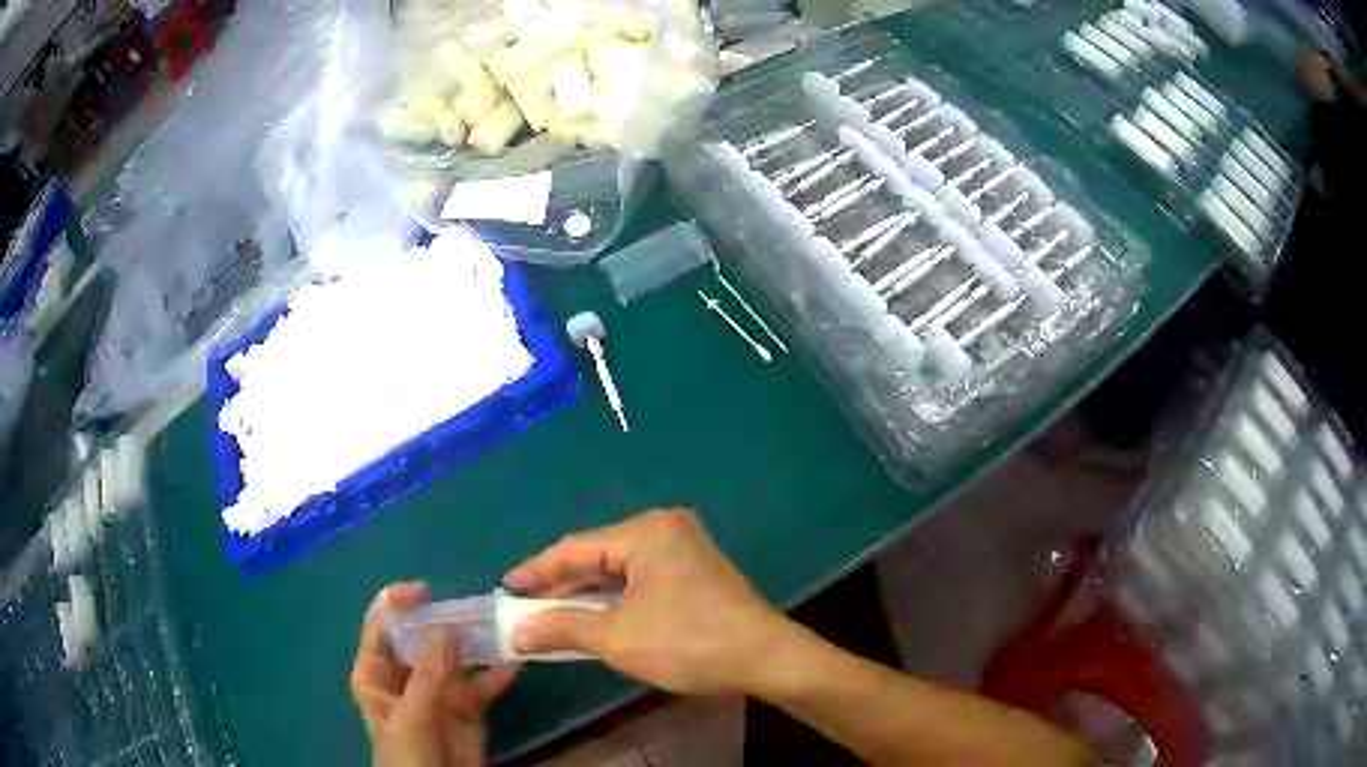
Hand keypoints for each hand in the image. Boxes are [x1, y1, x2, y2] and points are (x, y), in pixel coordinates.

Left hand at [351, 583, 516, 766]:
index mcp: (376, 672)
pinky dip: (494, 677)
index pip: (381, 625)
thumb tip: (444, 627)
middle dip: (444, 621)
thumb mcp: (412, 716)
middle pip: (421, 637)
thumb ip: (427, 675)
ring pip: (454, 658)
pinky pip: (479, 685)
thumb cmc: (406, 756)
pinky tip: (510, 668)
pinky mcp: (465, 709)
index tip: (426, 592)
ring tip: (497, 632)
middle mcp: (405, 675)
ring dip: (473, 645)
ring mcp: (436, 692)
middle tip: (474, 610)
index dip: (397, 603)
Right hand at [503, 508, 795, 695]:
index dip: (536, 571)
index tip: (504, 587)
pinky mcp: (693, 567)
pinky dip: (613, 597)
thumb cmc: (689, 644)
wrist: (766, 659)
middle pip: (596, 555)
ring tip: (550, 614)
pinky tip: (592, 615)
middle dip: (561, 585)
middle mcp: (664, 527)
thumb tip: (517, 632)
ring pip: (617, 568)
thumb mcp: (617, 639)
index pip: (575, 549)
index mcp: (646, 532)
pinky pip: (639, 577)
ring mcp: (683, 546)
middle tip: (523, 606)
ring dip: (586, 594)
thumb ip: (562, 628)